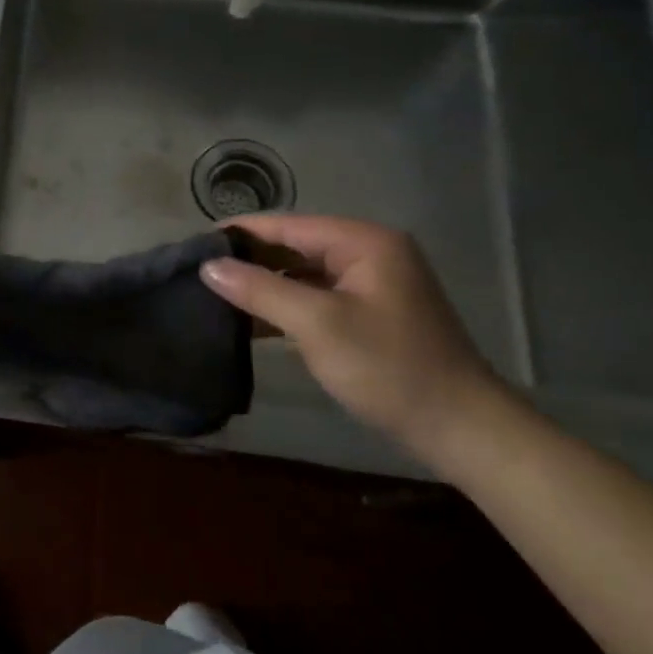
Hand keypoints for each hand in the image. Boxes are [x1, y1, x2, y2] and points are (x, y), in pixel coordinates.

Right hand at [198, 214, 507, 454]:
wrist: (459, 428)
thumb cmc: (388, 367)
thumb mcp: (318, 324)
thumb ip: (260, 290)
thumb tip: (208, 266)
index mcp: (363, 242)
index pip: (287, 225)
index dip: (240, 232)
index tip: (193, 243)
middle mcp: (368, 254)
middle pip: (294, 247)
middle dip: (248, 259)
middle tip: (198, 272)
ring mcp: (370, 286)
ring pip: (302, 275)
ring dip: (263, 285)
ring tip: (213, 295)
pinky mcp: (368, 315)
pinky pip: (315, 299)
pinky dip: (284, 307)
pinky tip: (249, 321)